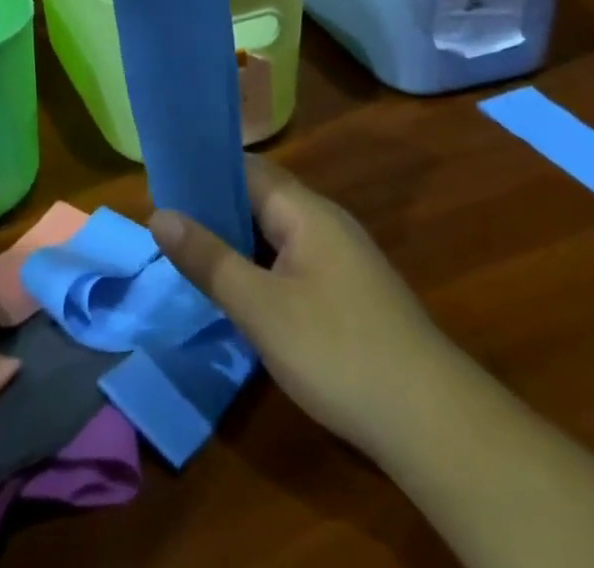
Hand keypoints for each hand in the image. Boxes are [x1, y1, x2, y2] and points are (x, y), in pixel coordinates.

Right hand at [150, 154, 438, 460]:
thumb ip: (209, 259)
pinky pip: (293, 260)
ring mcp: (342, 256)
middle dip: (216, 210)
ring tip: (194, 258)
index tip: (162, 187)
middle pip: (260, 198)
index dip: (204, 172)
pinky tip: (243, 294)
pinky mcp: (350, 291)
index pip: (246, 168)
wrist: (435, 424)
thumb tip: (158, 214)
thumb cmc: (338, 352)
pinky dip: (262, 267)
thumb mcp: (260, 308)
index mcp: (305, 210)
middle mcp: (325, 221)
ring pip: (276, 232)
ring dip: (238, 241)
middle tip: (169, 228)